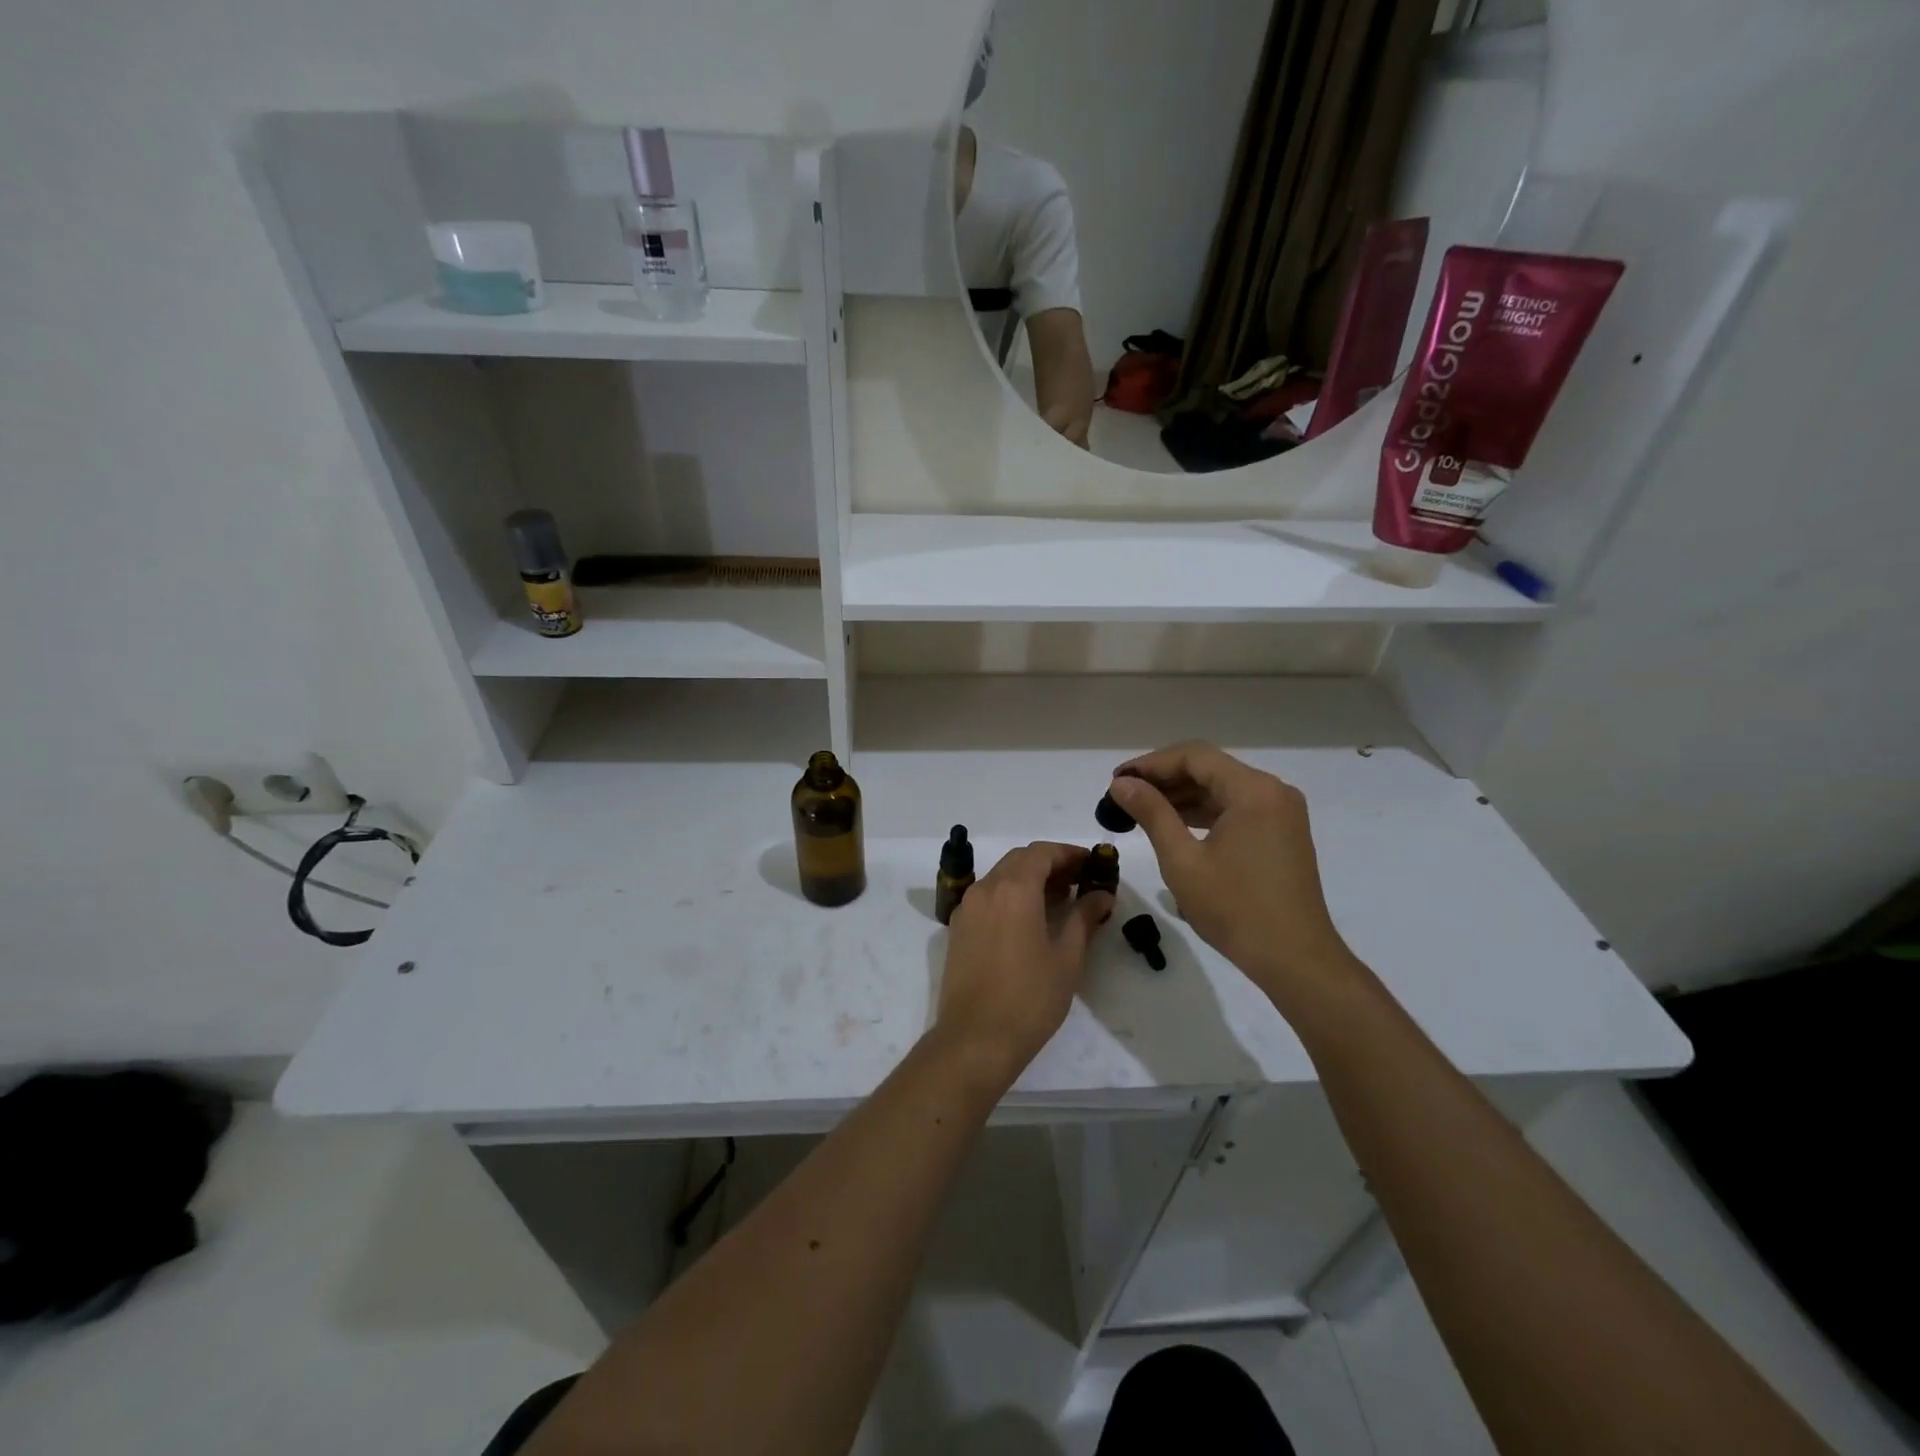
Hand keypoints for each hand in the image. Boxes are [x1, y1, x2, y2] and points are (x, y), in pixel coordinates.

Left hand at [935, 842, 1113, 1083]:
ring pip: (1001, 876)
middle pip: (1019, 860)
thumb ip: (1084, 918)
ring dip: (1029, 879)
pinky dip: (1010, 895)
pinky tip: (1029, 920)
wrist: (974, 1040)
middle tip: (1079, 881)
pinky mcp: (958, 928)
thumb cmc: (1029, 999)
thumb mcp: (1067, 958)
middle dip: (1050, 863)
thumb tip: (1102, 895)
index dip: (1069, 853)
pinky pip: (987, 897)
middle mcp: (985, 889)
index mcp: (1013, 889)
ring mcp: (967, 908)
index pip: (1042, 852)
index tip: (1092, 863)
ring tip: (1059, 901)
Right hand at [1108, 743, 1357, 1007]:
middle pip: (1210, 768)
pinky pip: (1236, 808)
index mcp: (1253, 791)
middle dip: (1165, 779)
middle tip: (1124, 795)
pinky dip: (1204, 812)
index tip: (1117, 780)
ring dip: (1182, 796)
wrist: (1295, 959)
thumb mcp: (1183, 860)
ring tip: (1141, 810)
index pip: (1194, 756)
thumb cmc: (1235, 909)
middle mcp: (1273, 791)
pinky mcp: (1282, 834)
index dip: (1151, 764)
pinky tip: (1174, 825)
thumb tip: (1121, 784)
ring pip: (1222, 789)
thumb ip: (1151, 813)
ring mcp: (1281, 813)